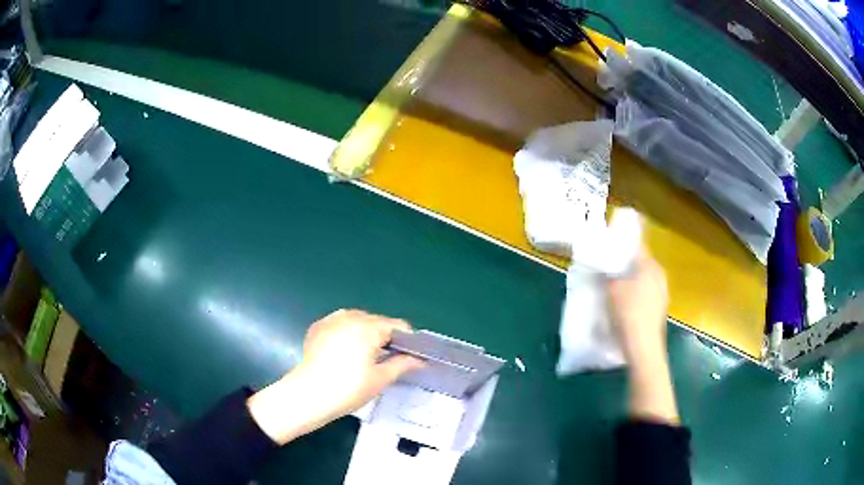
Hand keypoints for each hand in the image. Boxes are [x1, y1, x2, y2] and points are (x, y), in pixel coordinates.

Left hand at [247, 309, 424, 444]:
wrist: (308, 395)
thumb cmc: (348, 388)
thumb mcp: (380, 379)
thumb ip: (402, 364)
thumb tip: (419, 360)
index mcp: (369, 326)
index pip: (397, 326)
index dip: (406, 341)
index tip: (408, 357)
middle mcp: (350, 316)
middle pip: (377, 322)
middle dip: (385, 337)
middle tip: (386, 361)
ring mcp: (331, 319)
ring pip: (358, 321)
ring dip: (366, 334)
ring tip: (365, 357)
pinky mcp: (317, 327)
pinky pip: (340, 325)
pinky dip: (347, 334)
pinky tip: (344, 353)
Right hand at [608, 246, 668, 364]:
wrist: (643, 346)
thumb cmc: (628, 312)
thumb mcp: (612, 289)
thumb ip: (610, 273)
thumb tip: (607, 267)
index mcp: (650, 265)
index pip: (637, 246)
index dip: (623, 246)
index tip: (611, 247)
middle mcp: (660, 275)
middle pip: (641, 263)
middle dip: (627, 264)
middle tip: (610, 268)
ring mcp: (663, 292)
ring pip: (644, 279)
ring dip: (632, 280)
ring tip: (616, 287)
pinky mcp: (660, 308)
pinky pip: (647, 294)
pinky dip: (637, 294)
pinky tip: (626, 305)